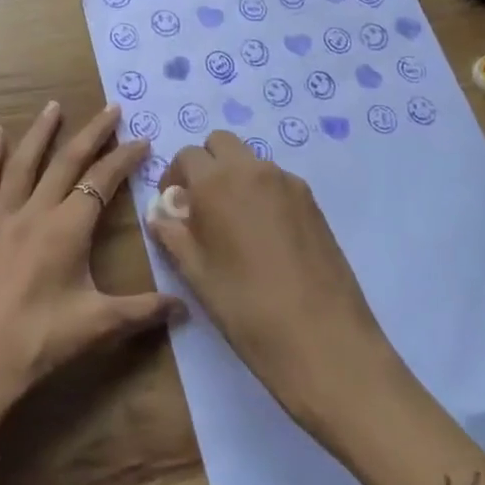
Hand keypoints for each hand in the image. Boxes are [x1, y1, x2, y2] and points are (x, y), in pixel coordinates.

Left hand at [0, 102, 185, 431]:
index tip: (141, 139)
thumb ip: (143, 311)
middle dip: (92, 133)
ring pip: (23, 164)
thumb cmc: (38, 343)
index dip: (123, 158)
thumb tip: (186, 307)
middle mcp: (34, 212)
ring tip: (54, 106)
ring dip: (41, 133)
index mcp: (67, 229)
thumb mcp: (97, 326)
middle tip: (110, 108)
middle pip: (67, 162)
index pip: (101, 182)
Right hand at [148, 133, 398, 436]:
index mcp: (216, 182)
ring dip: (235, 177)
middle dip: (206, 165)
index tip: (175, 208)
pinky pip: (277, 181)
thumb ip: (173, 236)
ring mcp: (288, 183)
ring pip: (251, 161)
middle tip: (203, 207)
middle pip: (221, 143)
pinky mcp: (313, 202)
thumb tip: (161, 214)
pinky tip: (266, 238)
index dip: (174, 177)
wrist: (324, 341)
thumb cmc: (247, 309)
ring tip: (236, 225)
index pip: (186, 155)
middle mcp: (252, 170)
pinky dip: (262, 193)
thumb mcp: (197, 275)